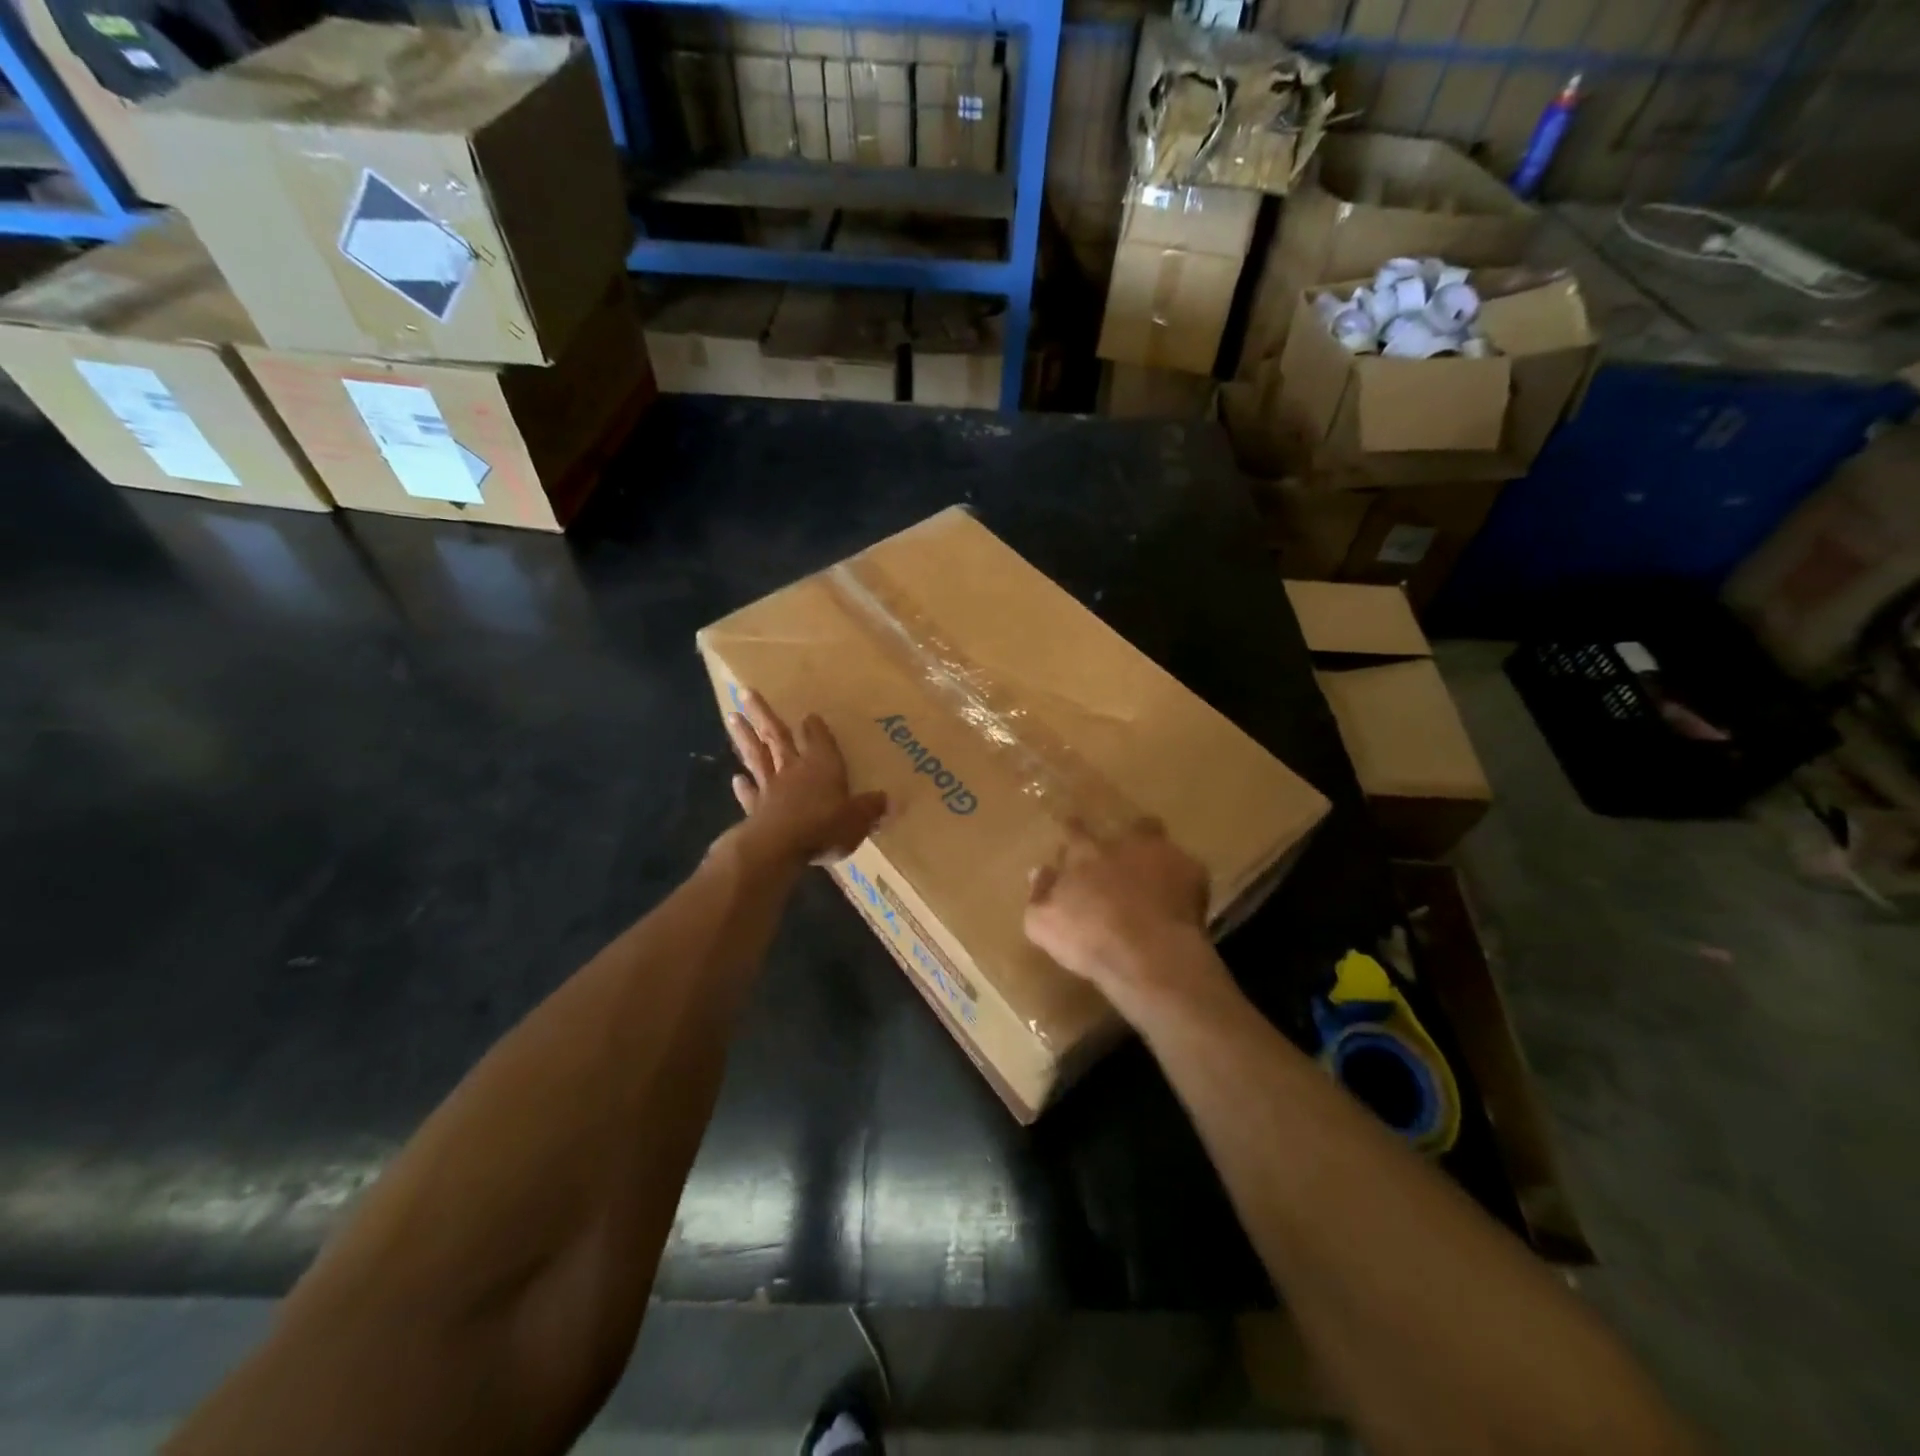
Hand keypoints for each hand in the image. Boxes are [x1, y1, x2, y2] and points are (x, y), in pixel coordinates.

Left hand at [724, 689, 886, 866]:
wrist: (778, 848)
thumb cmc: (823, 826)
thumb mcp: (858, 818)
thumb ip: (871, 807)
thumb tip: (890, 800)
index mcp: (822, 765)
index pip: (817, 738)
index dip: (814, 726)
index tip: (808, 714)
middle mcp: (793, 769)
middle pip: (777, 735)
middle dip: (763, 713)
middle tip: (745, 691)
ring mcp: (770, 788)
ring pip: (756, 755)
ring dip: (745, 737)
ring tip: (732, 717)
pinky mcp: (755, 810)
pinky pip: (749, 793)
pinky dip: (743, 785)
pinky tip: (736, 778)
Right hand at [1024, 819, 1214, 1000]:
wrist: (1148, 954)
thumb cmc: (1088, 940)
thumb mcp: (1043, 924)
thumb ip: (1039, 894)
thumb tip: (1038, 871)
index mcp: (1084, 853)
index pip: (1074, 831)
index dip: (1074, 831)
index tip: (1073, 834)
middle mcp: (1121, 843)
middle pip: (1122, 828)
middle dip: (1121, 838)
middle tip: (1120, 856)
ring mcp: (1159, 853)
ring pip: (1155, 837)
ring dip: (1152, 851)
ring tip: (1153, 872)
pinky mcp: (1192, 871)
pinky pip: (1185, 868)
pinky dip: (1181, 879)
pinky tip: (1179, 899)